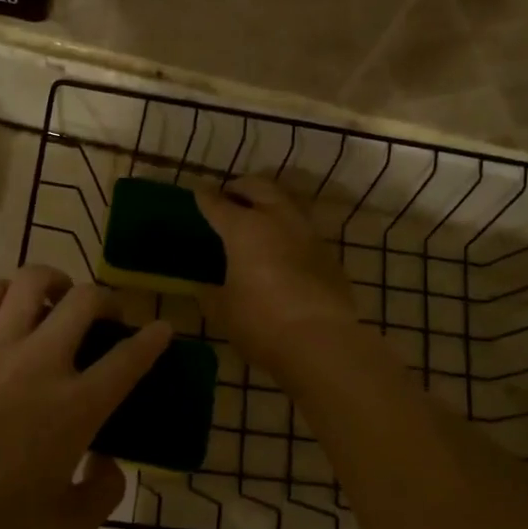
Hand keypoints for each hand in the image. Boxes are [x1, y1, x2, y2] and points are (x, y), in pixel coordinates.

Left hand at [0, 266, 170, 528]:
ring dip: (57, 283)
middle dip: (108, 300)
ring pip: (34, 281)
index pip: (129, 357)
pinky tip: (9, 309)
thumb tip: (109, 462)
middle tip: (106, 318)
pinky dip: (6, 290)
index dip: (154, 338)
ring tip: (58, 300)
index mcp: (76, 407)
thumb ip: (103, 494)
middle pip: (87, 300)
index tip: (162, 328)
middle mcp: (43, 362)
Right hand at [194, 177, 364, 372]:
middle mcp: (278, 220)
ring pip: (288, 202)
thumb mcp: (223, 311)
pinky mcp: (328, 254)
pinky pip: (304, 229)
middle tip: (231, 194)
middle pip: (260, 187)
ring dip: (271, 201)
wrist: (321, 342)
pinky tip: (283, 246)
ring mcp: (308, 234)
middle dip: (242, 186)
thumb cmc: (261, 323)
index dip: (205, 197)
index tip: (199, 192)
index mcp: (244, 229)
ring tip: (260, 214)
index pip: (218, 204)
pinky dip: (289, 229)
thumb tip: (205, 287)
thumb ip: (211, 293)